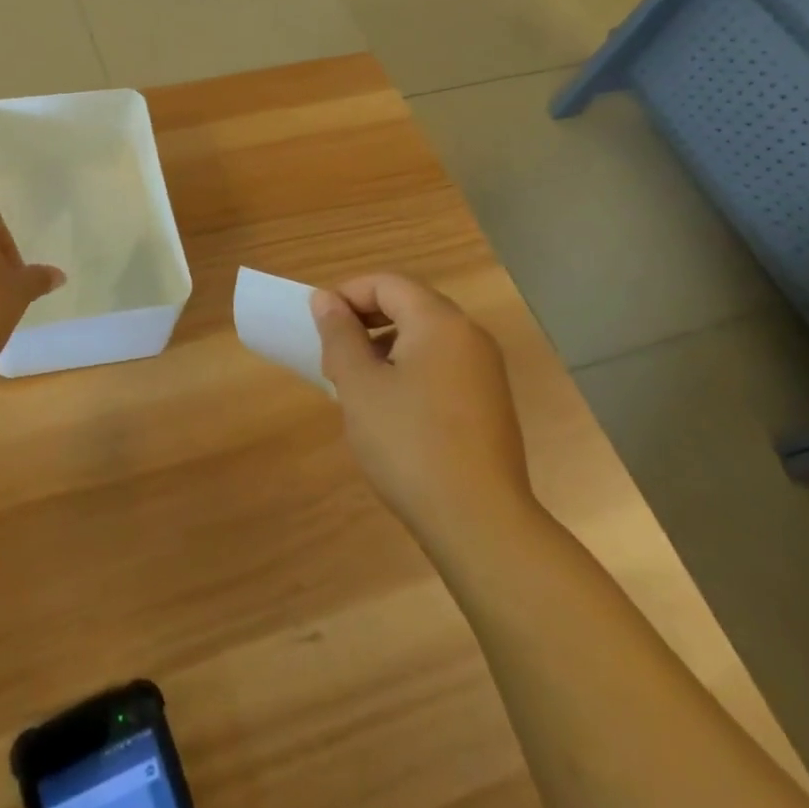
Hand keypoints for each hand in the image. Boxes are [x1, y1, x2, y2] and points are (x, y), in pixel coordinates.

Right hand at [311, 274, 536, 547]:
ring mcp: (485, 371)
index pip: (386, 283)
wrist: (480, 523)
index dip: (347, 296)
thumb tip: (325, 299)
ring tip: (356, 388)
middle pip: (408, 305)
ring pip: (423, 337)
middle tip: (334, 360)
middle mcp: (469, 336)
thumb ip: (339, 334)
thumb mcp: (359, 385)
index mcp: (440, 322)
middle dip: (364, 323)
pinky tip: (390, 411)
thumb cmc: (409, 444)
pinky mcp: (489, 402)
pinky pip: (440, 365)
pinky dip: (408, 371)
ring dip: (383, 348)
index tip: (319, 329)